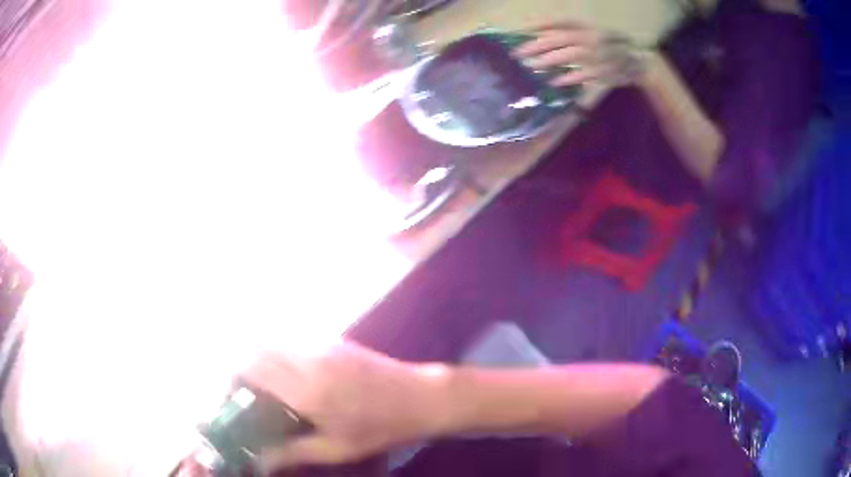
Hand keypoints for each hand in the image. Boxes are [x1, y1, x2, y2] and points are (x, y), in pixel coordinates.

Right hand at [241, 342, 451, 470]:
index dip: (227, 377)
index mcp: (305, 388)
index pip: (248, 366)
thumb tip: (258, 461)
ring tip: (258, 385)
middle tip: (238, 391)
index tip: (225, 396)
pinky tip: (284, 377)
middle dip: (236, 364)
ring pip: (271, 337)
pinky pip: (290, 339)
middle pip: (253, 345)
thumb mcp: (336, 449)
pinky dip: (275, 351)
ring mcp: (320, 344)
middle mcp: (307, 358)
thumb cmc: (380, 428)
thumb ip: (291, 452)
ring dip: (255, 356)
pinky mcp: (332, 340)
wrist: (421, 397)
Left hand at [513, 22, 648, 86]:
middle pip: (559, 39)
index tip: (518, 31)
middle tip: (517, 53)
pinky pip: (583, 74)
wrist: (636, 60)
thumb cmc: (608, 44)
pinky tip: (553, 81)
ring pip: (569, 55)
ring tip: (530, 66)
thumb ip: (567, 32)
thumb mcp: (589, 31)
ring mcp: (598, 54)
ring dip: (547, 61)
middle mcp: (591, 37)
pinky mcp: (604, 71)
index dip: (538, 25)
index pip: (559, 22)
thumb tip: (536, 35)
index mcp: (586, 25)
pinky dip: (568, 77)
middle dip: (536, 45)